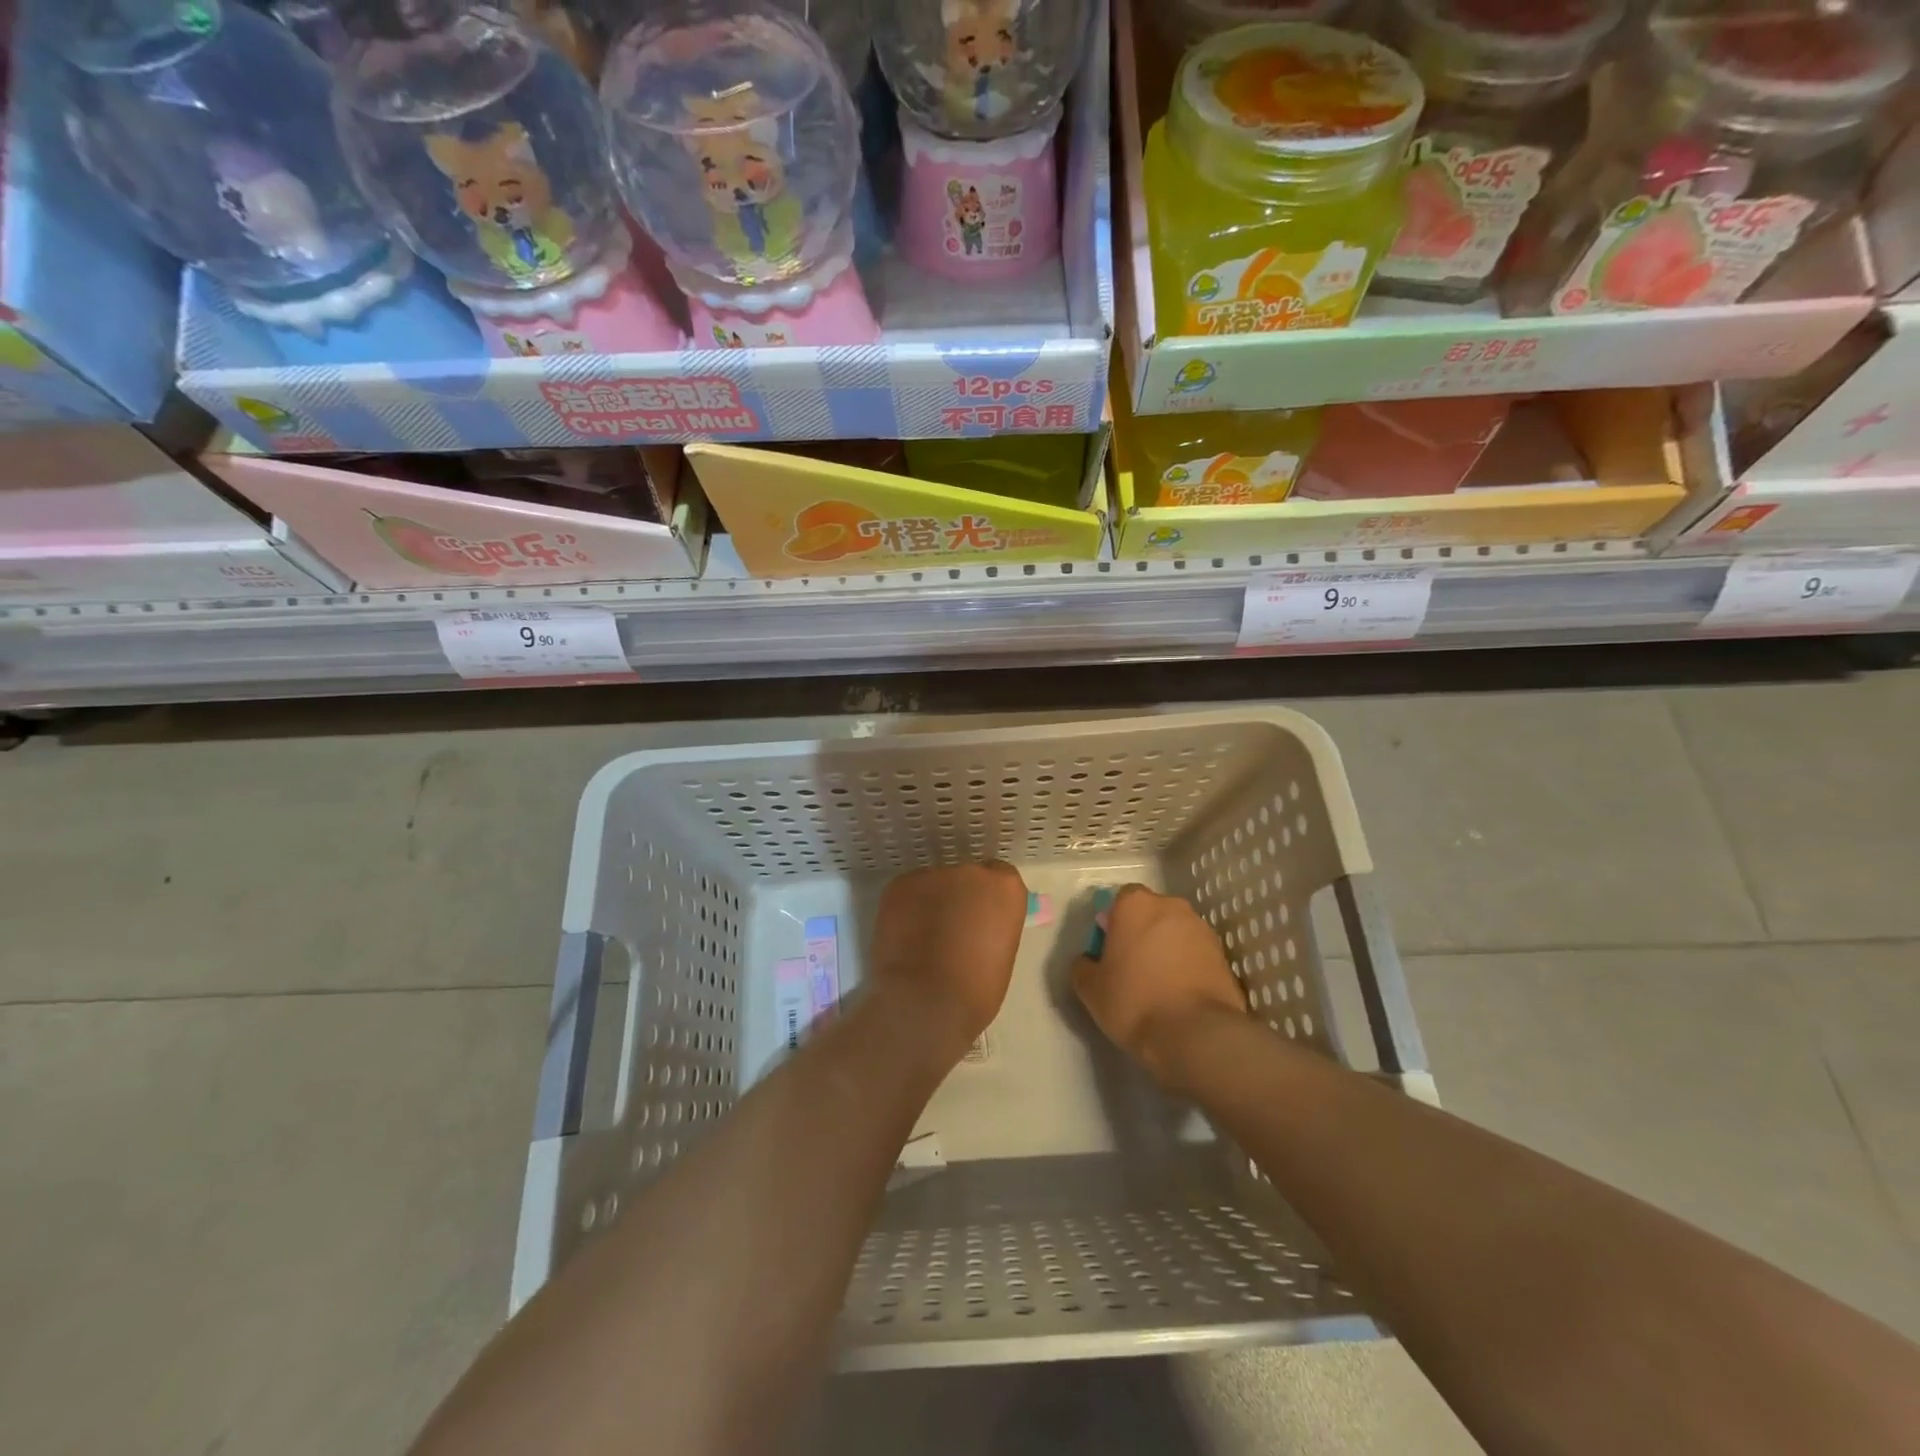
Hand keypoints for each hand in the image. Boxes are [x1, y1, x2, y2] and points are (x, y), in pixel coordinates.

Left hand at [867, 861, 1027, 1064]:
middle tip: (950, 931)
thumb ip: (992, 925)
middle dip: (959, 898)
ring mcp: (932, 875)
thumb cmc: (977, 989)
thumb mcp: (1003, 951)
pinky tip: (904, 937)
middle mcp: (970, 871)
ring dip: (931, 903)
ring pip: (933, 885)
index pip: (999, 877)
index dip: (987, 899)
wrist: (926, 1001)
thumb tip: (974, 926)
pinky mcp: (900, 884)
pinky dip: (907, 909)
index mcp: (1004, 887)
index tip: (980, 920)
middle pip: (965, 878)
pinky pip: (908, 893)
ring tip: (922, 938)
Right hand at [1072, 884, 1245, 1078]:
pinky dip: (1188, 968)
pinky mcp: (1223, 957)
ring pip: (1176, 933)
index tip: (1110, 950)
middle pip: (1151, 914)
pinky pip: (1196, 955)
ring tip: (1158, 985)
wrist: (1197, 1035)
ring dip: (1167, 950)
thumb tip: (1088, 961)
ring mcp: (1202, 930)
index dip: (1113, 923)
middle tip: (1132, 967)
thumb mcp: (1090, 989)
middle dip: (1142, 933)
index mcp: (1135, 905)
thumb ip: (1083, 966)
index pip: (1120, 900)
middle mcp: (1172, 907)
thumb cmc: (1134, 1001)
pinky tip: (1179, 996)